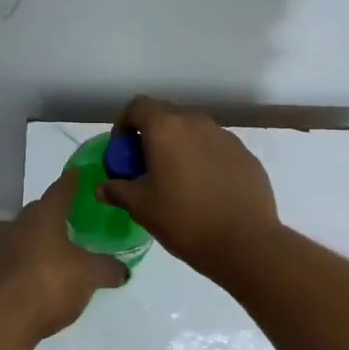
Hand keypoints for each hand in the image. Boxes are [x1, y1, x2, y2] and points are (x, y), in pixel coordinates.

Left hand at [0, 169, 128, 340]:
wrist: (2, 319)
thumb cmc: (49, 282)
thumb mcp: (89, 274)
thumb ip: (108, 268)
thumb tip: (123, 270)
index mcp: (44, 214)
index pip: (62, 188)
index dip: (74, 180)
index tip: (83, 173)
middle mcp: (22, 225)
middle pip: (43, 211)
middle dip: (61, 212)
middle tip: (82, 217)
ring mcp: (6, 249)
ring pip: (32, 236)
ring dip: (49, 240)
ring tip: (71, 249)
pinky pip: (25, 260)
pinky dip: (39, 263)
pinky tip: (53, 277)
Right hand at [96, 96, 281, 278]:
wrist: (245, 242)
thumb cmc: (185, 220)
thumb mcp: (142, 208)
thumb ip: (118, 190)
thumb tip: (102, 187)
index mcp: (167, 128)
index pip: (138, 107)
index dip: (124, 125)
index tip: (123, 153)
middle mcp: (197, 123)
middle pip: (167, 116)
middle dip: (151, 136)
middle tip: (146, 168)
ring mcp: (226, 137)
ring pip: (194, 131)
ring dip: (180, 147)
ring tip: (177, 180)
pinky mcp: (246, 154)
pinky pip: (216, 148)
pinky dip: (204, 159)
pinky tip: (206, 190)